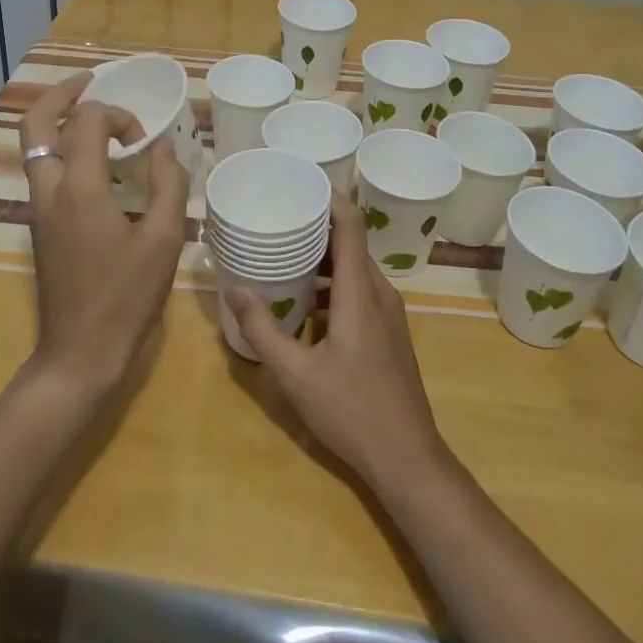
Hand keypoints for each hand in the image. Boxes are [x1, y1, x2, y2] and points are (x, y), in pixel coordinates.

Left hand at [19, 75, 188, 400]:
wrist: (79, 354)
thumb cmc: (126, 298)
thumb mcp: (164, 240)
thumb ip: (169, 185)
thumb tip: (164, 148)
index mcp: (80, 188)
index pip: (88, 121)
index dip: (119, 116)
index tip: (144, 143)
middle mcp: (49, 190)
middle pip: (35, 123)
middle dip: (61, 94)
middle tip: (90, 81)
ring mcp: (38, 209)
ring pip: (33, 146)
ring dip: (58, 120)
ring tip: (92, 115)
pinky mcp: (39, 226)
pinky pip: (42, 169)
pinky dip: (62, 149)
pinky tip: (95, 163)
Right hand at [230, 191, 449, 493]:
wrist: (408, 459)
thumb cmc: (352, 411)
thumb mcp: (296, 374)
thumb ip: (263, 330)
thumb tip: (234, 288)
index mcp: (361, 291)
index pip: (351, 223)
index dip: (329, 197)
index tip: (299, 184)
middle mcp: (379, 292)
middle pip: (350, 243)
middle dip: (316, 228)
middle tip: (278, 221)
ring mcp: (389, 313)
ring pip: (355, 269)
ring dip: (323, 260)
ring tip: (284, 258)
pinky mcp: (389, 332)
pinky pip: (360, 291)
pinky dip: (333, 285)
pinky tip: (305, 305)